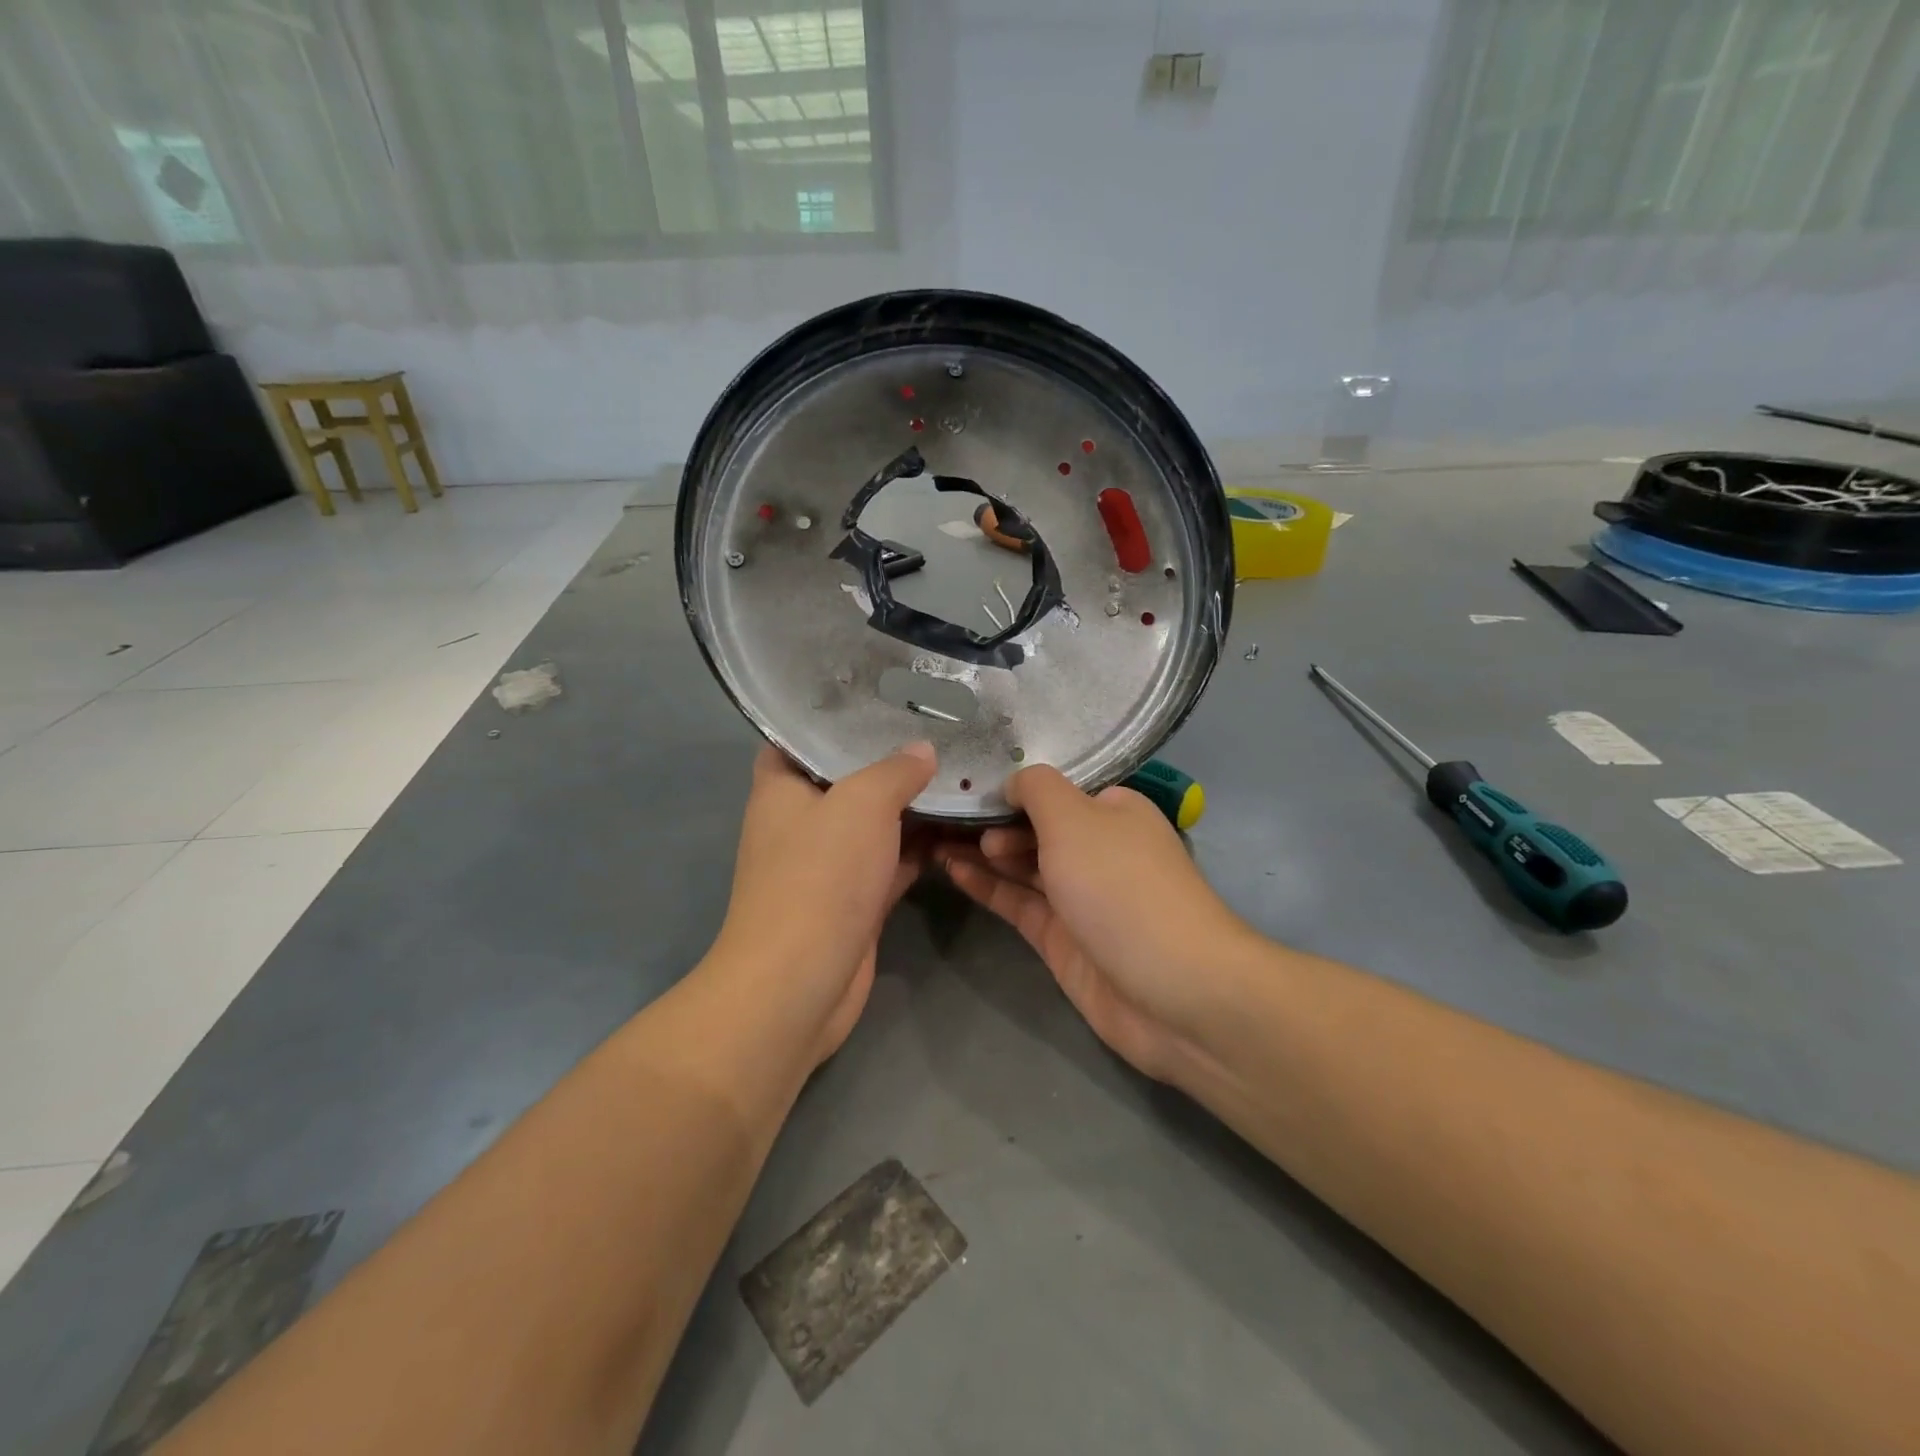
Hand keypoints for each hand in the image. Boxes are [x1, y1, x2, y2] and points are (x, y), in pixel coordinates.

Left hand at [711, 743, 936, 1065]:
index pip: (800, 738)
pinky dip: (918, 848)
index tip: (882, 700)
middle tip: (939, 732)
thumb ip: (895, 771)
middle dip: (888, 761)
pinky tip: (958, 828)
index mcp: (781, 789)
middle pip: (846, 779)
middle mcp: (800, 822)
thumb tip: (922, 752)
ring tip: (958, 773)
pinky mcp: (854, 901)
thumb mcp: (861, 803)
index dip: (835, 718)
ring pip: (873, 824)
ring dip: (910, 807)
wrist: (801, 982)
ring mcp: (828, 865)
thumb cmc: (820, 876)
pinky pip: (890, 862)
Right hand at [938, 765, 1251, 1082]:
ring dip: (981, 851)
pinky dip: (987, 885)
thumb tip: (1012, 782)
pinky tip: (951, 868)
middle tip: (948, 818)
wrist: (1172, 990)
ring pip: (1022, 865)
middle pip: (1035, 826)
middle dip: (992, 819)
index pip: (1055, 788)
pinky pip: (1017, 902)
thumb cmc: (1121, 887)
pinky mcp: (1062, 938)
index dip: (1013, 785)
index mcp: (1112, 810)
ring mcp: (1078, 896)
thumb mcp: (1075, 818)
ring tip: (932, 836)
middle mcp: (1096, 848)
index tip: (966, 781)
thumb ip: (1037, 789)